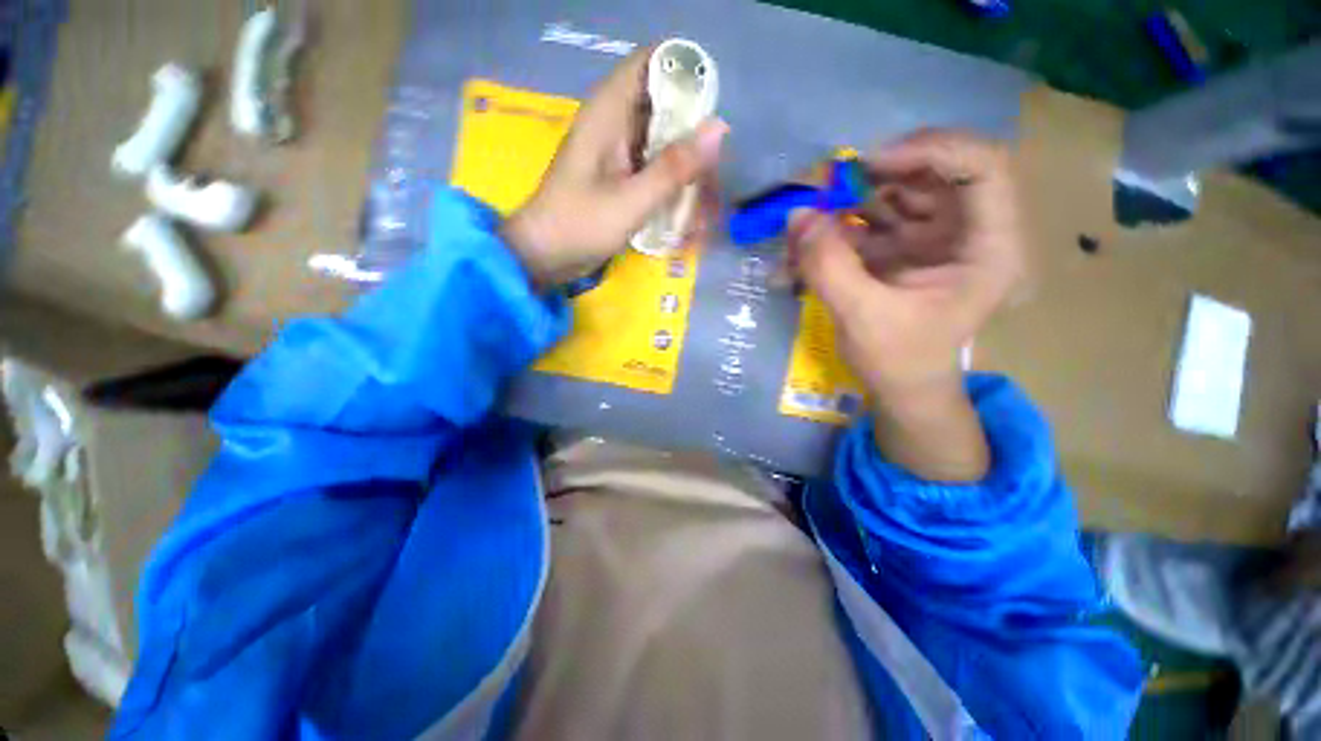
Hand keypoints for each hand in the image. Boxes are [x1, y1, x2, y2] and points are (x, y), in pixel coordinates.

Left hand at [503, 48, 727, 289]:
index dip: (684, 73)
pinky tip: (683, 203)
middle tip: (713, 165)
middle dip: (691, 129)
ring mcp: (615, 150)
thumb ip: (673, 167)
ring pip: (660, 138)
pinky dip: (669, 179)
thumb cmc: (580, 225)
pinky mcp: (617, 174)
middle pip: (662, 103)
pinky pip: (651, 165)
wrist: (544, 255)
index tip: (711, 108)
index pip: (651, 63)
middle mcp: (613, 122)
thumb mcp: (631, 200)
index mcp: (608, 111)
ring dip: (683, 160)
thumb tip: (718, 128)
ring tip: (704, 189)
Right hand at [788, 130, 1025, 479]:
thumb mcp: (862, 317)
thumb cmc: (899, 361)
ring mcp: (934, 238)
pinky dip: (841, 225)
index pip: (981, 167)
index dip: (930, 151)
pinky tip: (812, 241)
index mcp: (988, 247)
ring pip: (899, 192)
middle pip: (934, 173)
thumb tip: (798, 215)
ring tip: (812, 217)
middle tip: (828, 186)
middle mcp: (967, 232)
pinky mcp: (904, 249)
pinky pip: (873, 220)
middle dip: (878, 174)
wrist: (901, 389)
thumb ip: (828, 266)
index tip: (870, 164)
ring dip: (852, 200)